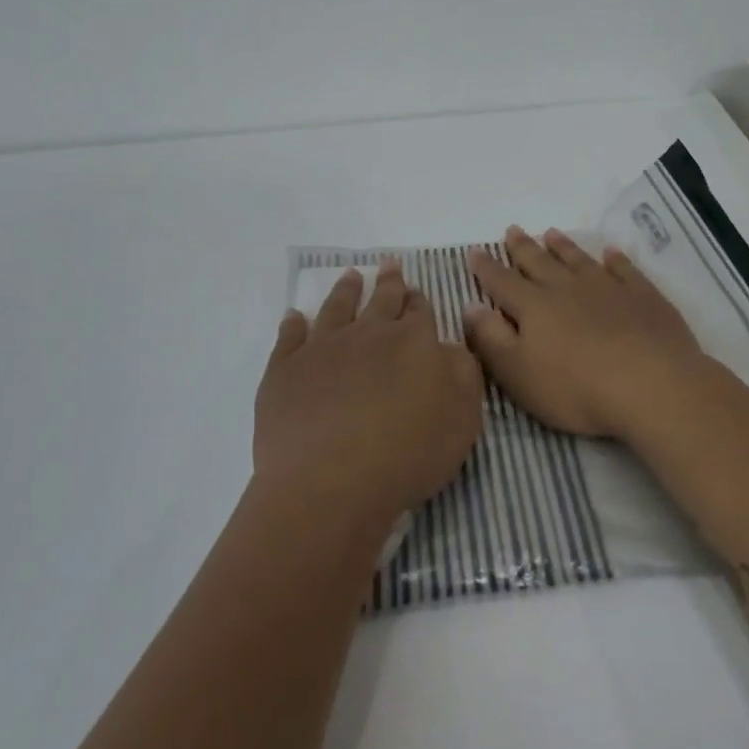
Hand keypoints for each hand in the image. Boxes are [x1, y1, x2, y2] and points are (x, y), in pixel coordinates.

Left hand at [255, 262, 484, 533]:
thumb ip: (463, 373)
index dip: (419, 301)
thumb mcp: (463, 418)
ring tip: (350, 276)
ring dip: (345, 290)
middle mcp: (367, 334)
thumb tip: (448, 346)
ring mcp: (322, 348)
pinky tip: (294, 317)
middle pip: (381, 300)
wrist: (329, 484)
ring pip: (336, 308)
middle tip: (389, 264)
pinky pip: (289, 337)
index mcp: (412, 341)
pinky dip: (293, 324)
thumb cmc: (407, 455)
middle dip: (389, 281)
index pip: (419, 311)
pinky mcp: (285, 370)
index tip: (416, 292)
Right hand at [463, 226, 707, 440]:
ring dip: (563, 246)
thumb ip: (491, 339)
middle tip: (512, 230)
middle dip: (522, 247)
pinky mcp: (642, 295)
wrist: (651, 385)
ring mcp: (607, 287)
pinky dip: (615, 259)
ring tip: (551, 233)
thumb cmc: (576, 388)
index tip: (475, 252)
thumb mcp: (518, 373)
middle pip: (538, 262)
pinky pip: (624, 269)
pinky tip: (611, 253)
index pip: (502, 282)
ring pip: (578, 259)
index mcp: (533, 307)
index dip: (486, 268)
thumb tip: (470, 306)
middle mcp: (566, 288)